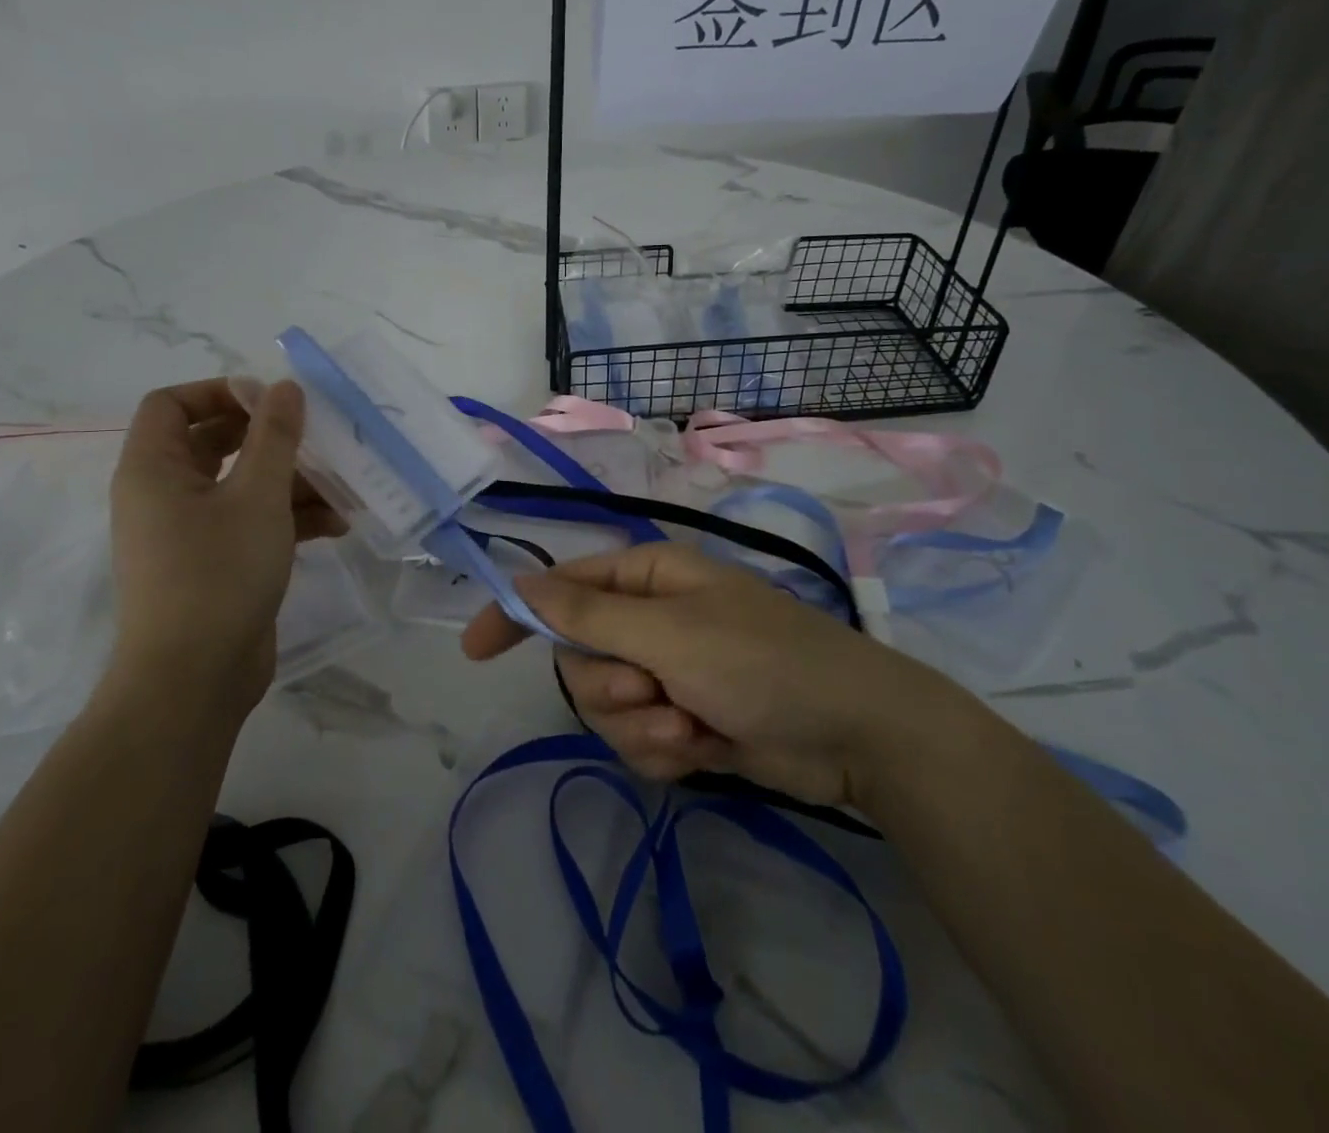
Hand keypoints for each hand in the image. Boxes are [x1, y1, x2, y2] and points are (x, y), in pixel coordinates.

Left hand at [108, 378, 343, 719]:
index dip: (220, 392)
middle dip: (269, 438)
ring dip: (290, 481)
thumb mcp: (258, 496)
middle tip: (315, 436)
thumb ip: (275, 436)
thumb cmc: (219, 572)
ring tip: (342, 488)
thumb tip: (284, 386)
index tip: (272, 401)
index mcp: (154, 469)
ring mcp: (189, 532)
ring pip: (240, 485)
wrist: (195, 678)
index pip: (171, 404)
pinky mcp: (215, 563)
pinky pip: (250, 522)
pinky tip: (336, 526)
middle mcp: (164, 494)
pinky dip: (288, 518)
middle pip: (214, 442)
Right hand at [462, 542, 979, 813]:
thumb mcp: (669, 632)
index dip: (517, 613)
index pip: (561, 588)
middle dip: (609, 687)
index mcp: (647, 578)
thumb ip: (590, 611)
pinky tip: (706, 747)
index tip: (475, 649)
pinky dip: (665, 750)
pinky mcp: (683, 721)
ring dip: (642, 725)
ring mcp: (667, 674)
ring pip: (606, 708)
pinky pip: (638, 741)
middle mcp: (650, 620)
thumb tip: (522, 583)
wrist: (854, 734)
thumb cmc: (761, 660)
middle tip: (653, 691)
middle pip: (579, 658)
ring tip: (692, 725)